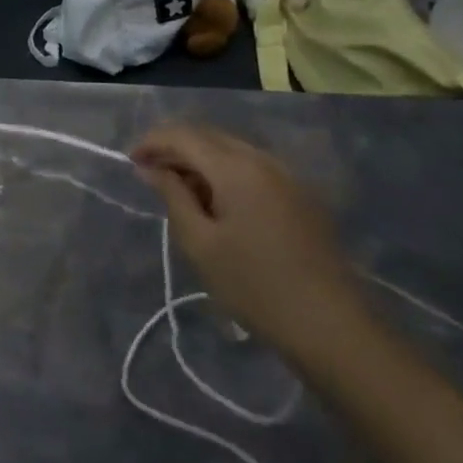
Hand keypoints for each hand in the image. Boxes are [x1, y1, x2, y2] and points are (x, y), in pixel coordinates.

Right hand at [131, 123, 370, 364]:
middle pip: (209, 136)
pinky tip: (216, 202)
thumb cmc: (255, 287)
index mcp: (236, 168)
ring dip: (200, 160)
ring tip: (179, 189)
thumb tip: (151, 168)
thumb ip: (172, 196)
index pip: (184, 136)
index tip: (130, 160)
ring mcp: (288, 176)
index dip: (152, 142)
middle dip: (175, 147)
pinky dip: (225, 172)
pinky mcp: (301, 196)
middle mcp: (264, 160)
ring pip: (232, 150)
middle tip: (150, 174)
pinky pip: (253, 167)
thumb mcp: (200, 244)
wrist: (332, 327)